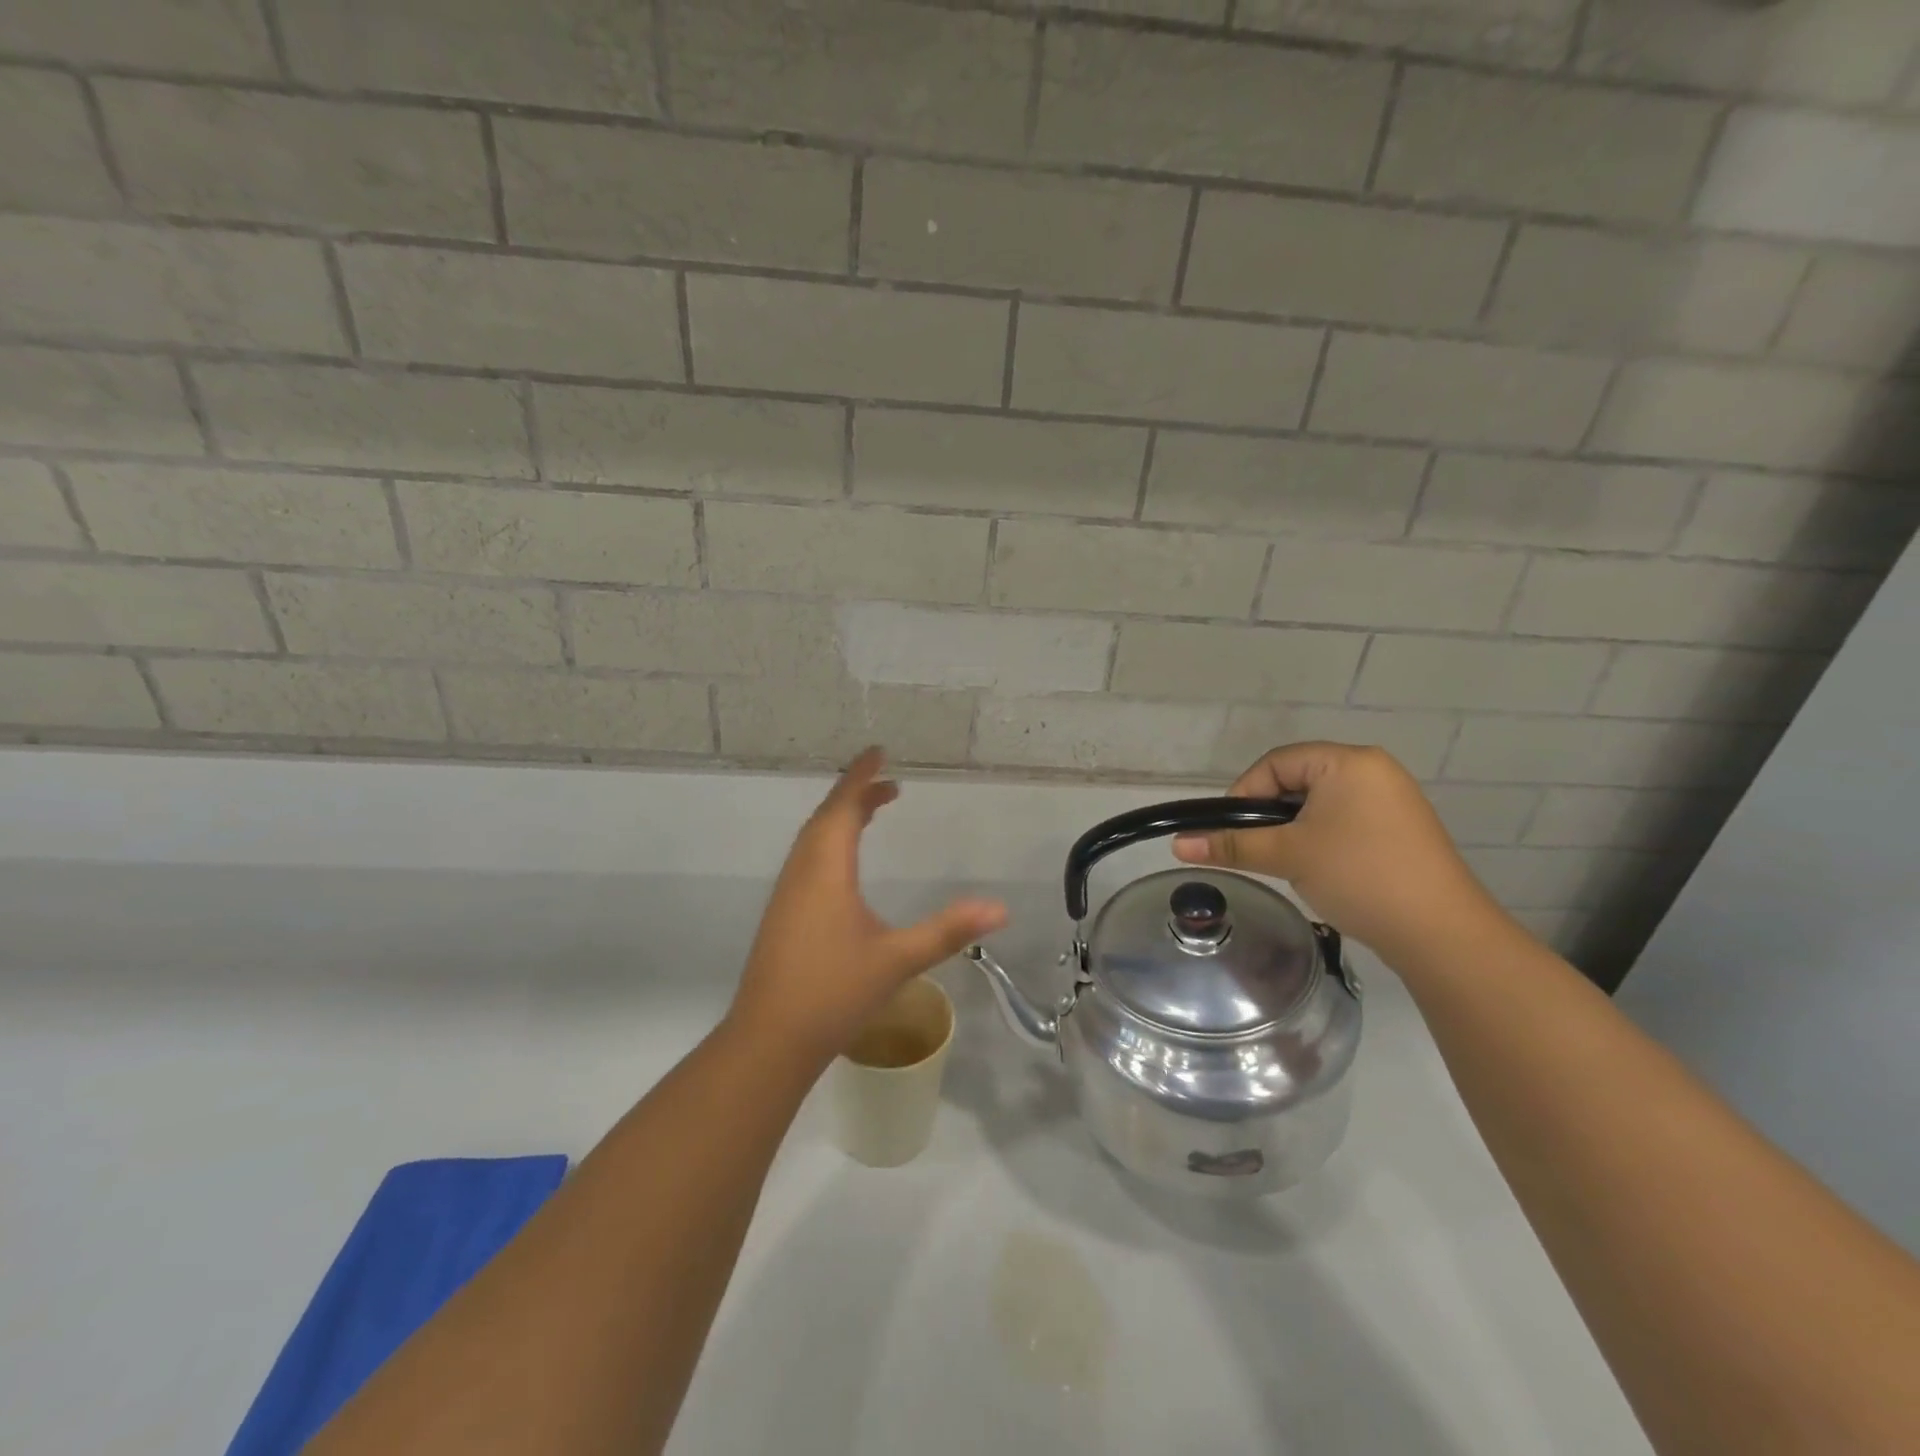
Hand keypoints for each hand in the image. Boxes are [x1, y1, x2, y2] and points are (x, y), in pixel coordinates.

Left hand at [726, 747, 1007, 1067]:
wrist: (769, 1040)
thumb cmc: (833, 992)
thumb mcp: (897, 960)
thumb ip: (947, 931)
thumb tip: (1000, 908)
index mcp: (826, 870)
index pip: (842, 808)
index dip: (861, 777)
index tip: (878, 752)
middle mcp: (802, 872)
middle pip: (826, 818)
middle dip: (855, 795)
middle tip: (888, 785)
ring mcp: (788, 894)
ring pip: (813, 840)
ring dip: (841, 818)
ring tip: (872, 812)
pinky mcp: (783, 915)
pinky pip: (808, 860)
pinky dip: (830, 843)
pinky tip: (845, 866)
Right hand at [1173, 741, 1509, 970]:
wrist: (1440, 932)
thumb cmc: (1358, 876)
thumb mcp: (1287, 855)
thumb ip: (1231, 845)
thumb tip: (1177, 844)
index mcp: (1348, 761)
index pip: (1276, 762)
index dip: (1244, 793)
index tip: (1229, 830)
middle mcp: (1373, 770)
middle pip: (1297, 780)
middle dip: (1269, 813)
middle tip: (1254, 848)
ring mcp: (1392, 800)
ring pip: (1319, 803)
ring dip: (1293, 828)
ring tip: (1283, 861)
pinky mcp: (1401, 829)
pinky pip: (1344, 820)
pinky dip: (1320, 838)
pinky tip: (1317, 868)